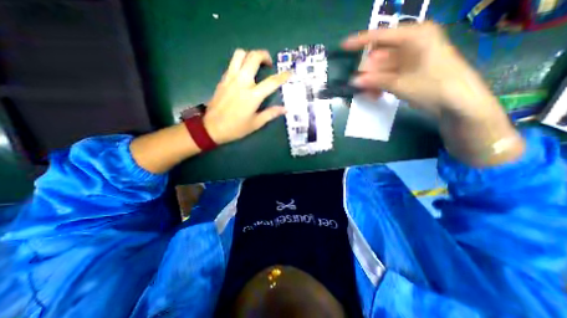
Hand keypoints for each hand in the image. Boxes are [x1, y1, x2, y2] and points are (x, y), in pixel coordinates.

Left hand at [203, 49, 288, 143]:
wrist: (212, 127)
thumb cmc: (236, 128)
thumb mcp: (256, 123)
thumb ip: (271, 114)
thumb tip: (285, 109)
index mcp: (252, 96)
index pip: (271, 82)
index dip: (282, 76)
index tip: (289, 72)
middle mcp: (242, 82)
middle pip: (253, 58)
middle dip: (264, 55)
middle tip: (269, 63)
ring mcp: (230, 78)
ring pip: (240, 55)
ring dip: (250, 55)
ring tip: (255, 64)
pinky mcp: (223, 79)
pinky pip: (232, 63)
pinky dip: (241, 62)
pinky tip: (244, 73)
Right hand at [338, 23, 523, 165]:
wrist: (458, 103)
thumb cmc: (433, 86)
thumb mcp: (400, 83)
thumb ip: (375, 81)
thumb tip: (354, 81)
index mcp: (414, 36)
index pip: (381, 36)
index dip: (360, 41)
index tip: (344, 46)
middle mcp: (412, 43)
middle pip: (380, 55)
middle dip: (367, 71)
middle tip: (359, 85)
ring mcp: (411, 57)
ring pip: (382, 68)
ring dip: (372, 81)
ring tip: (368, 95)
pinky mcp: (410, 70)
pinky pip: (388, 75)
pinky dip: (380, 84)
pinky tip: (375, 95)